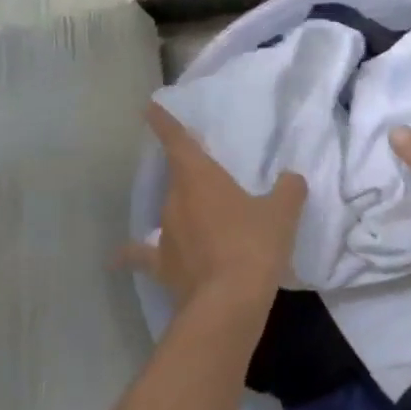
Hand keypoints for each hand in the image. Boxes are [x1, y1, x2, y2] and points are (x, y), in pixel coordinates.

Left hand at [121, 103, 306, 305]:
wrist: (229, 301)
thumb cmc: (254, 245)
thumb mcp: (282, 213)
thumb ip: (288, 190)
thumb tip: (291, 179)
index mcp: (200, 178)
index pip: (178, 141)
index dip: (165, 123)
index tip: (150, 108)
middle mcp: (175, 201)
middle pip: (178, 179)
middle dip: (189, 175)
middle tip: (208, 177)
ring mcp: (165, 235)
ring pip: (170, 214)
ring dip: (182, 213)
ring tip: (200, 219)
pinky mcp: (163, 267)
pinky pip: (145, 256)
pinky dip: (133, 255)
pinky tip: (119, 259)